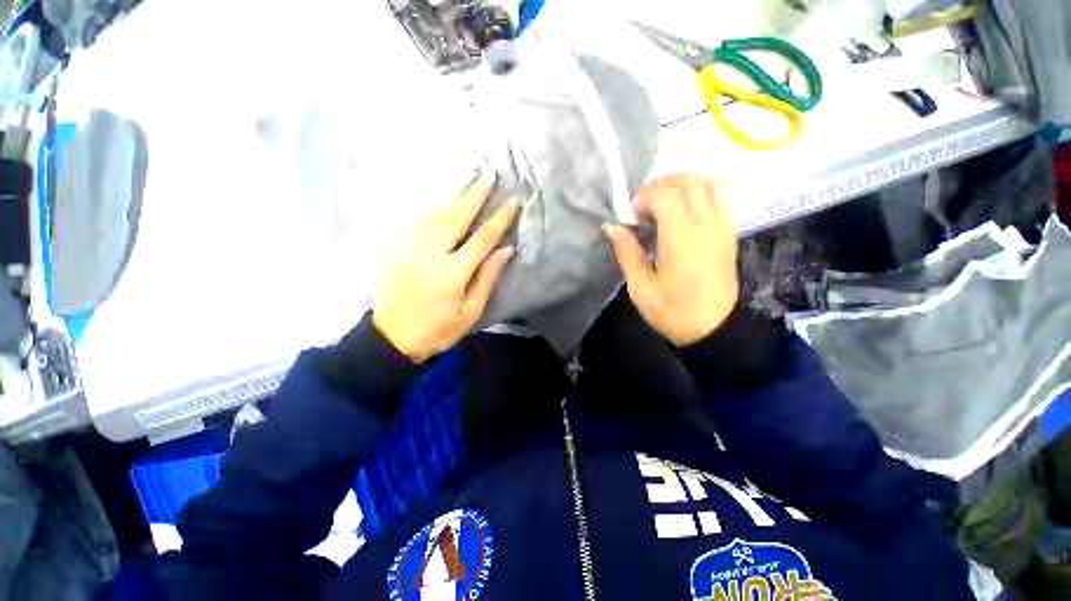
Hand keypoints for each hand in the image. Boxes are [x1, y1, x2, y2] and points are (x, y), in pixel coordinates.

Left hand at [372, 172, 519, 362]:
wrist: (393, 337)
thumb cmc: (438, 329)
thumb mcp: (470, 312)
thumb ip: (487, 279)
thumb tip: (506, 251)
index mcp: (453, 273)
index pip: (483, 239)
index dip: (500, 219)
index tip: (513, 202)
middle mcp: (432, 253)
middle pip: (457, 217)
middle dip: (475, 194)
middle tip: (489, 174)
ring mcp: (412, 247)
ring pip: (435, 212)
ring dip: (453, 191)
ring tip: (468, 173)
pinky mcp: (399, 248)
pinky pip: (415, 218)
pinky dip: (428, 201)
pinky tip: (438, 191)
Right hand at [604, 174, 738, 346]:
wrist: (714, 329)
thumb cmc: (673, 311)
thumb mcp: (640, 287)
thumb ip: (627, 252)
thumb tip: (612, 227)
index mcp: (681, 238)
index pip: (664, 194)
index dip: (642, 198)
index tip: (630, 218)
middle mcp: (705, 225)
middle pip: (687, 181)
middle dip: (659, 186)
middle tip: (642, 207)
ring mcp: (721, 227)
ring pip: (706, 183)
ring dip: (680, 185)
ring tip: (662, 203)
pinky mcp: (728, 233)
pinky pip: (719, 198)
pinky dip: (698, 194)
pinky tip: (683, 212)